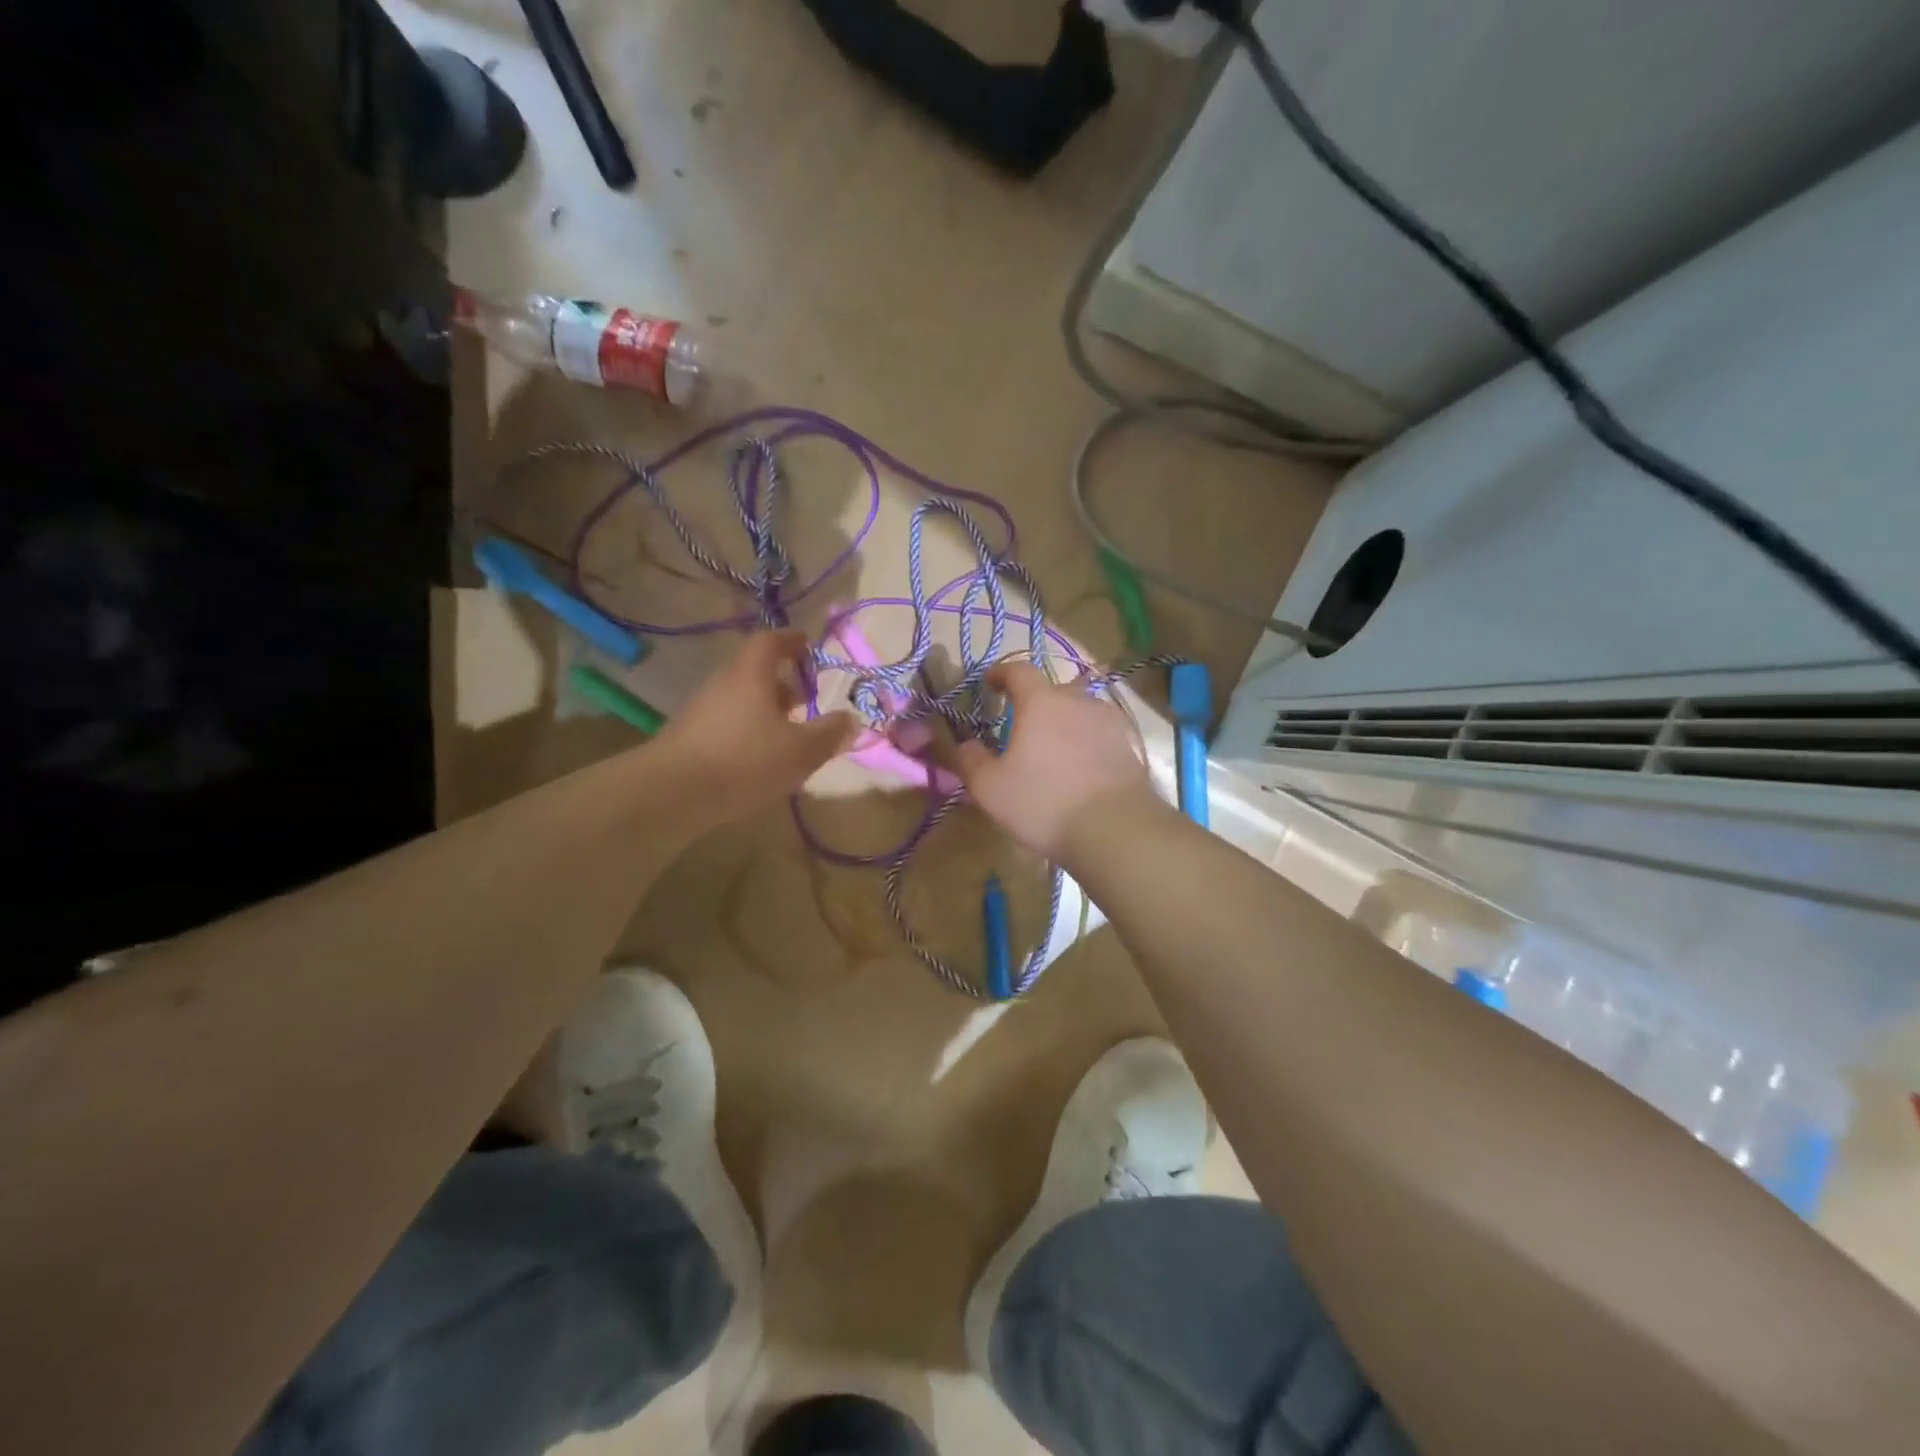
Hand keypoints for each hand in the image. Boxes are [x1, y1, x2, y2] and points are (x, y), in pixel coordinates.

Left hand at [655, 631, 859, 824]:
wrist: (671, 793)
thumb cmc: (745, 760)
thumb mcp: (800, 750)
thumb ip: (829, 734)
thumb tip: (852, 720)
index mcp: (751, 674)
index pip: (770, 641)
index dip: (791, 640)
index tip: (808, 645)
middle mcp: (724, 683)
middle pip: (755, 671)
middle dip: (783, 681)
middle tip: (806, 697)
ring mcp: (702, 710)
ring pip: (741, 698)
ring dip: (765, 708)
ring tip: (788, 731)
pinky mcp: (689, 737)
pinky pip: (727, 721)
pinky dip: (748, 729)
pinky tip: (759, 756)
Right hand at [954, 662, 1157, 860]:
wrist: (1115, 829)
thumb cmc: (1044, 802)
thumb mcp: (991, 788)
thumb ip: (971, 761)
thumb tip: (965, 745)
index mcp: (1040, 701)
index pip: (1018, 670)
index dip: (1001, 673)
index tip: (989, 682)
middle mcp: (1077, 700)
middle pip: (1052, 689)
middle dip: (1034, 702)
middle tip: (1021, 726)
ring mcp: (1109, 720)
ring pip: (1079, 710)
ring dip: (1063, 722)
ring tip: (1053, 749)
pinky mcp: (1129, 744)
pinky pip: (1100, 732)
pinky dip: (1087, 741)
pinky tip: (1081, 766)